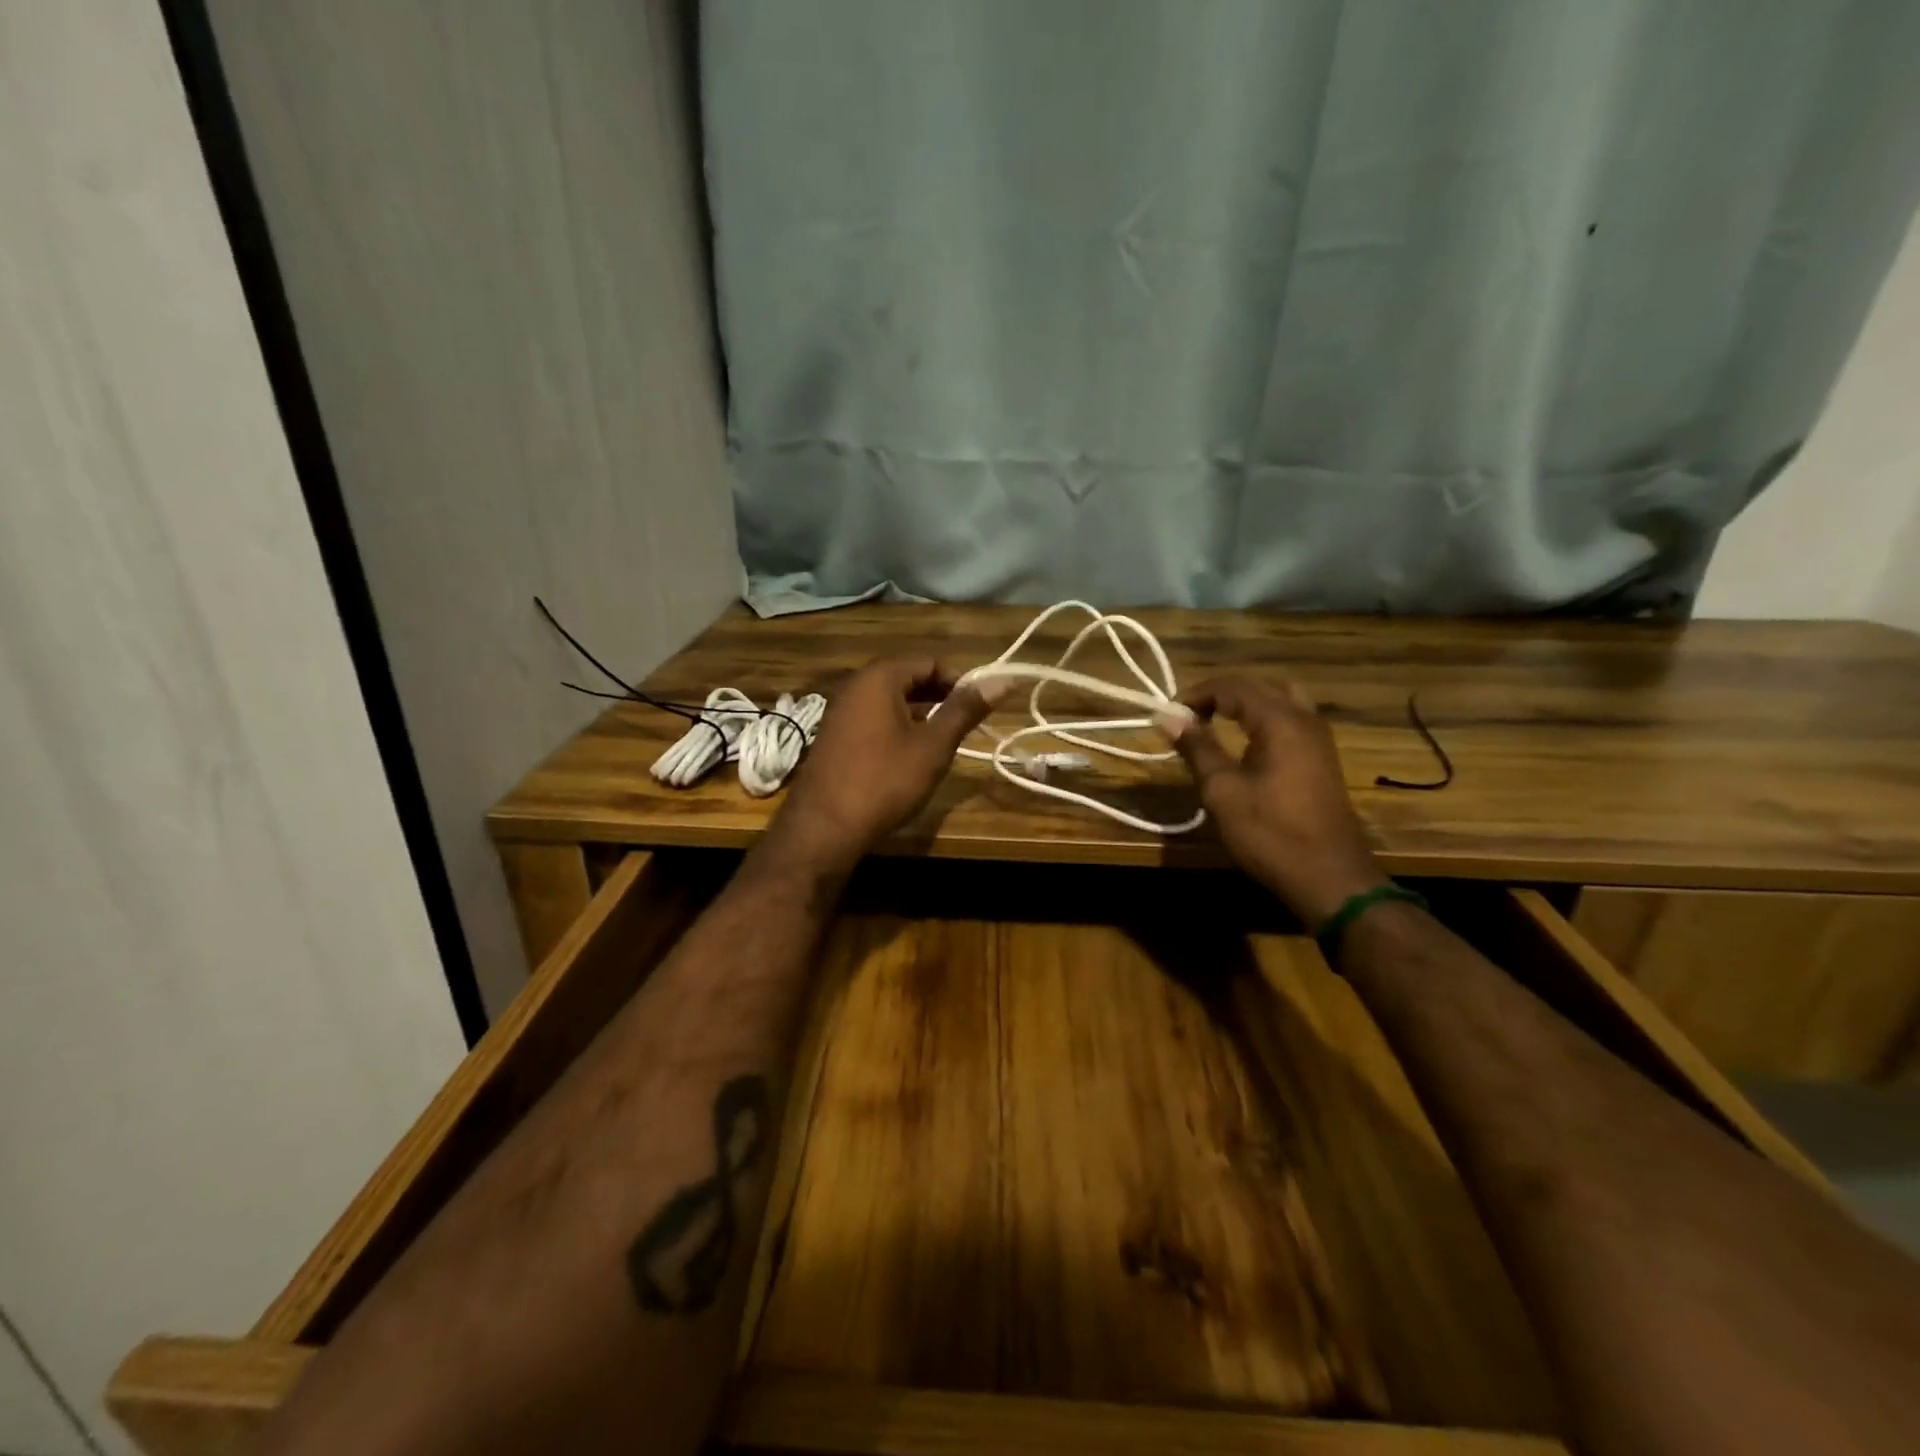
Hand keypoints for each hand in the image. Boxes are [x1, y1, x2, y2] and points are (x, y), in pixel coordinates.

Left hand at [767, 656, 992, 872]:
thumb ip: (965, 710)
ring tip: (942, 742)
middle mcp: (855, 685)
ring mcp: (840, 711)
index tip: (979, 708)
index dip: (960, 681)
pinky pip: (873, 719)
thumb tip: (1002, 680)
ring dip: (919, 714)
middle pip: (908, 678)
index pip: (930, 661)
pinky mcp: (833, 736)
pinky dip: (896, 728)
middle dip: (939, 697)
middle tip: (965, 726)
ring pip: (890, 700)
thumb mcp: (933, 745)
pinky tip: (909, 757)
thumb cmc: (884, 781)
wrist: (824, 828)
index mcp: (879, 677)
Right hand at [1166, 676, 1386, 927]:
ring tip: (1215, 724)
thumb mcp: (1222, 791)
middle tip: (1190, 716)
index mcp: (1279, 721)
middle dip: (1221, 694)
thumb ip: (1197, 748)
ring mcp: (1318, 738)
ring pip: (1279, 699)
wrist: (1329, 877)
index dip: (1196, 693)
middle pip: (1259, 686)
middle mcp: (1304, 719)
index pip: (1232, 686)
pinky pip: (1291, 720)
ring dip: (1245, 704)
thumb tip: (1168, 717)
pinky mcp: (1322, 758)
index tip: (1168, 714)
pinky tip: (1244, 744)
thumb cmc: (1270, 833)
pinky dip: (1263, 719)